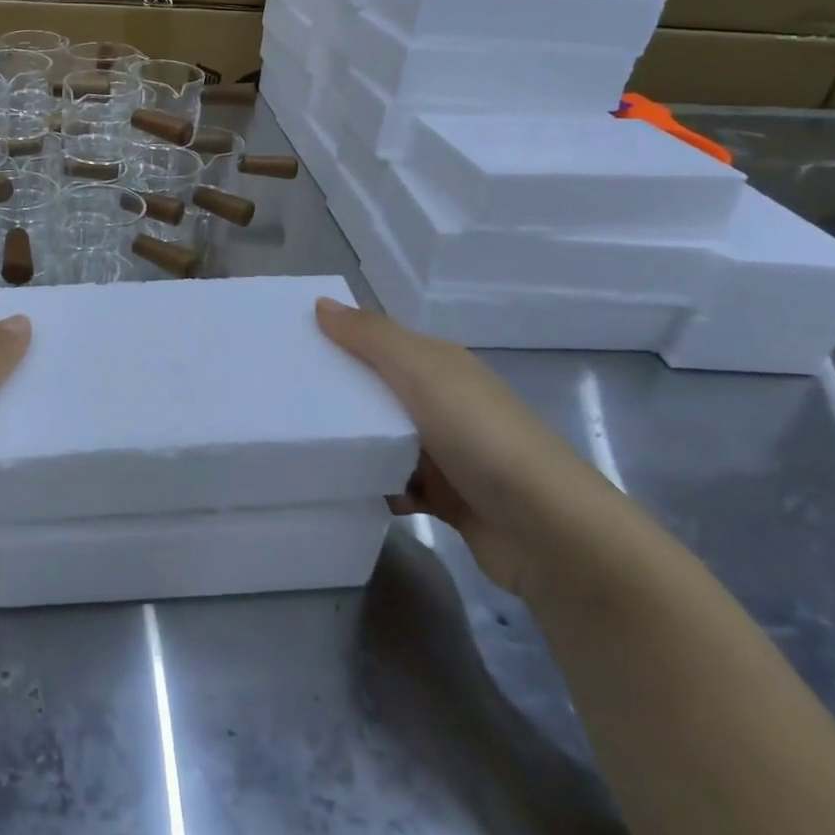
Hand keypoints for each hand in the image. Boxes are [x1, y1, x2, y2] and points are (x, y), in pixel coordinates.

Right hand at [316, 298, 624, 602]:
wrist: (548, 530)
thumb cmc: (480, 436)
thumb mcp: (422, 371)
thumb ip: (371, 337)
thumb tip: (321, 303)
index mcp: (440, 365)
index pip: (379, 342)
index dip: (339, 341)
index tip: (290, 350)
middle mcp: (445, 402)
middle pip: (379, 391)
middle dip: (341, 397)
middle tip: (287, 403)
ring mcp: (449, 452)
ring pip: (387, 439)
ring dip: (359, 445)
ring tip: (310, 448)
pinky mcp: (449, 498)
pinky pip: (399, 484)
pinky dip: (380, 486)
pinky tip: (353, 490)